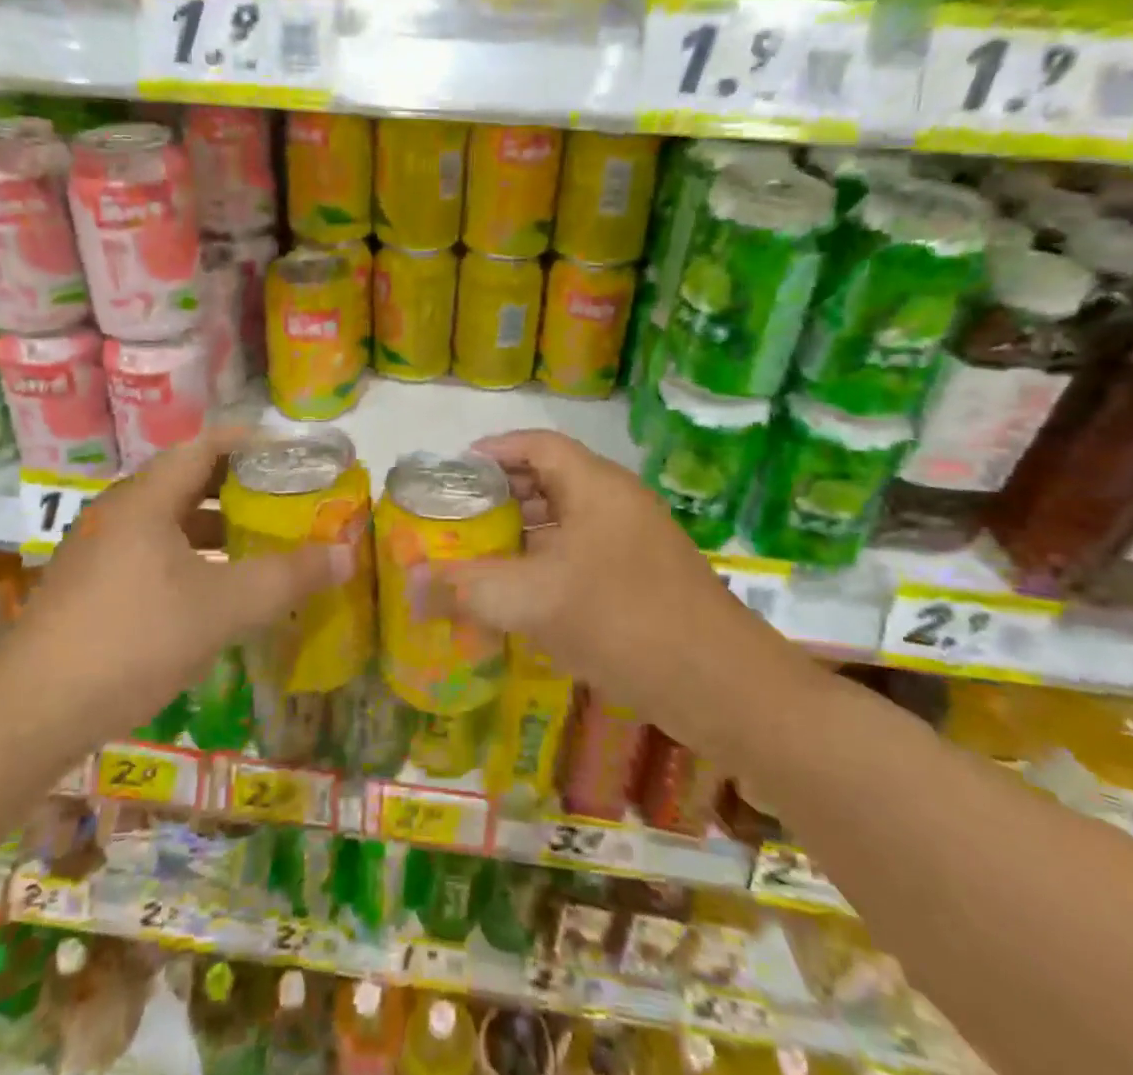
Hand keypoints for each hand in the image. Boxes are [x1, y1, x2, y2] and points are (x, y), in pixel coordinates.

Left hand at [0, 429, 350, 758]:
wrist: (28, 716)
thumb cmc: (132, 640)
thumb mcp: (221, 608)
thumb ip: (286, 578)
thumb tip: (346, 554)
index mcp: (145, 498)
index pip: (205, 445)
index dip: (251, 442)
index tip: (292, 453)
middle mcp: (118, 512)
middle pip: (187, 480)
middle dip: (239, 486)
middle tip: (286, 497)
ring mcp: (98, 550)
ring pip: (168, 521)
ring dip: (214, 525)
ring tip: (259, 540)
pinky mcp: (89, 587)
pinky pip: (151, 552)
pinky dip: (190, 556)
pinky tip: (213, 589)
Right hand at [443, 430, 770, 718]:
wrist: (724, 687)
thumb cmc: (624, 620)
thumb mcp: (534, 601)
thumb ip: (467, 588)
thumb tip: (409, 585)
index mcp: (596, 486)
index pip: (536, 445)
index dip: (492, 451)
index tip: (452, 473)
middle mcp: (617, 503)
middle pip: (550, 480)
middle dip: (501, 497)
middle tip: (456, 517)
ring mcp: (634, 543)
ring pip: (567, 522)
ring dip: (523, 534)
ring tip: (478, 556)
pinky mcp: (643, 580)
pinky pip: (583, 556)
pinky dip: (547, 565)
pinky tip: (521, 598)